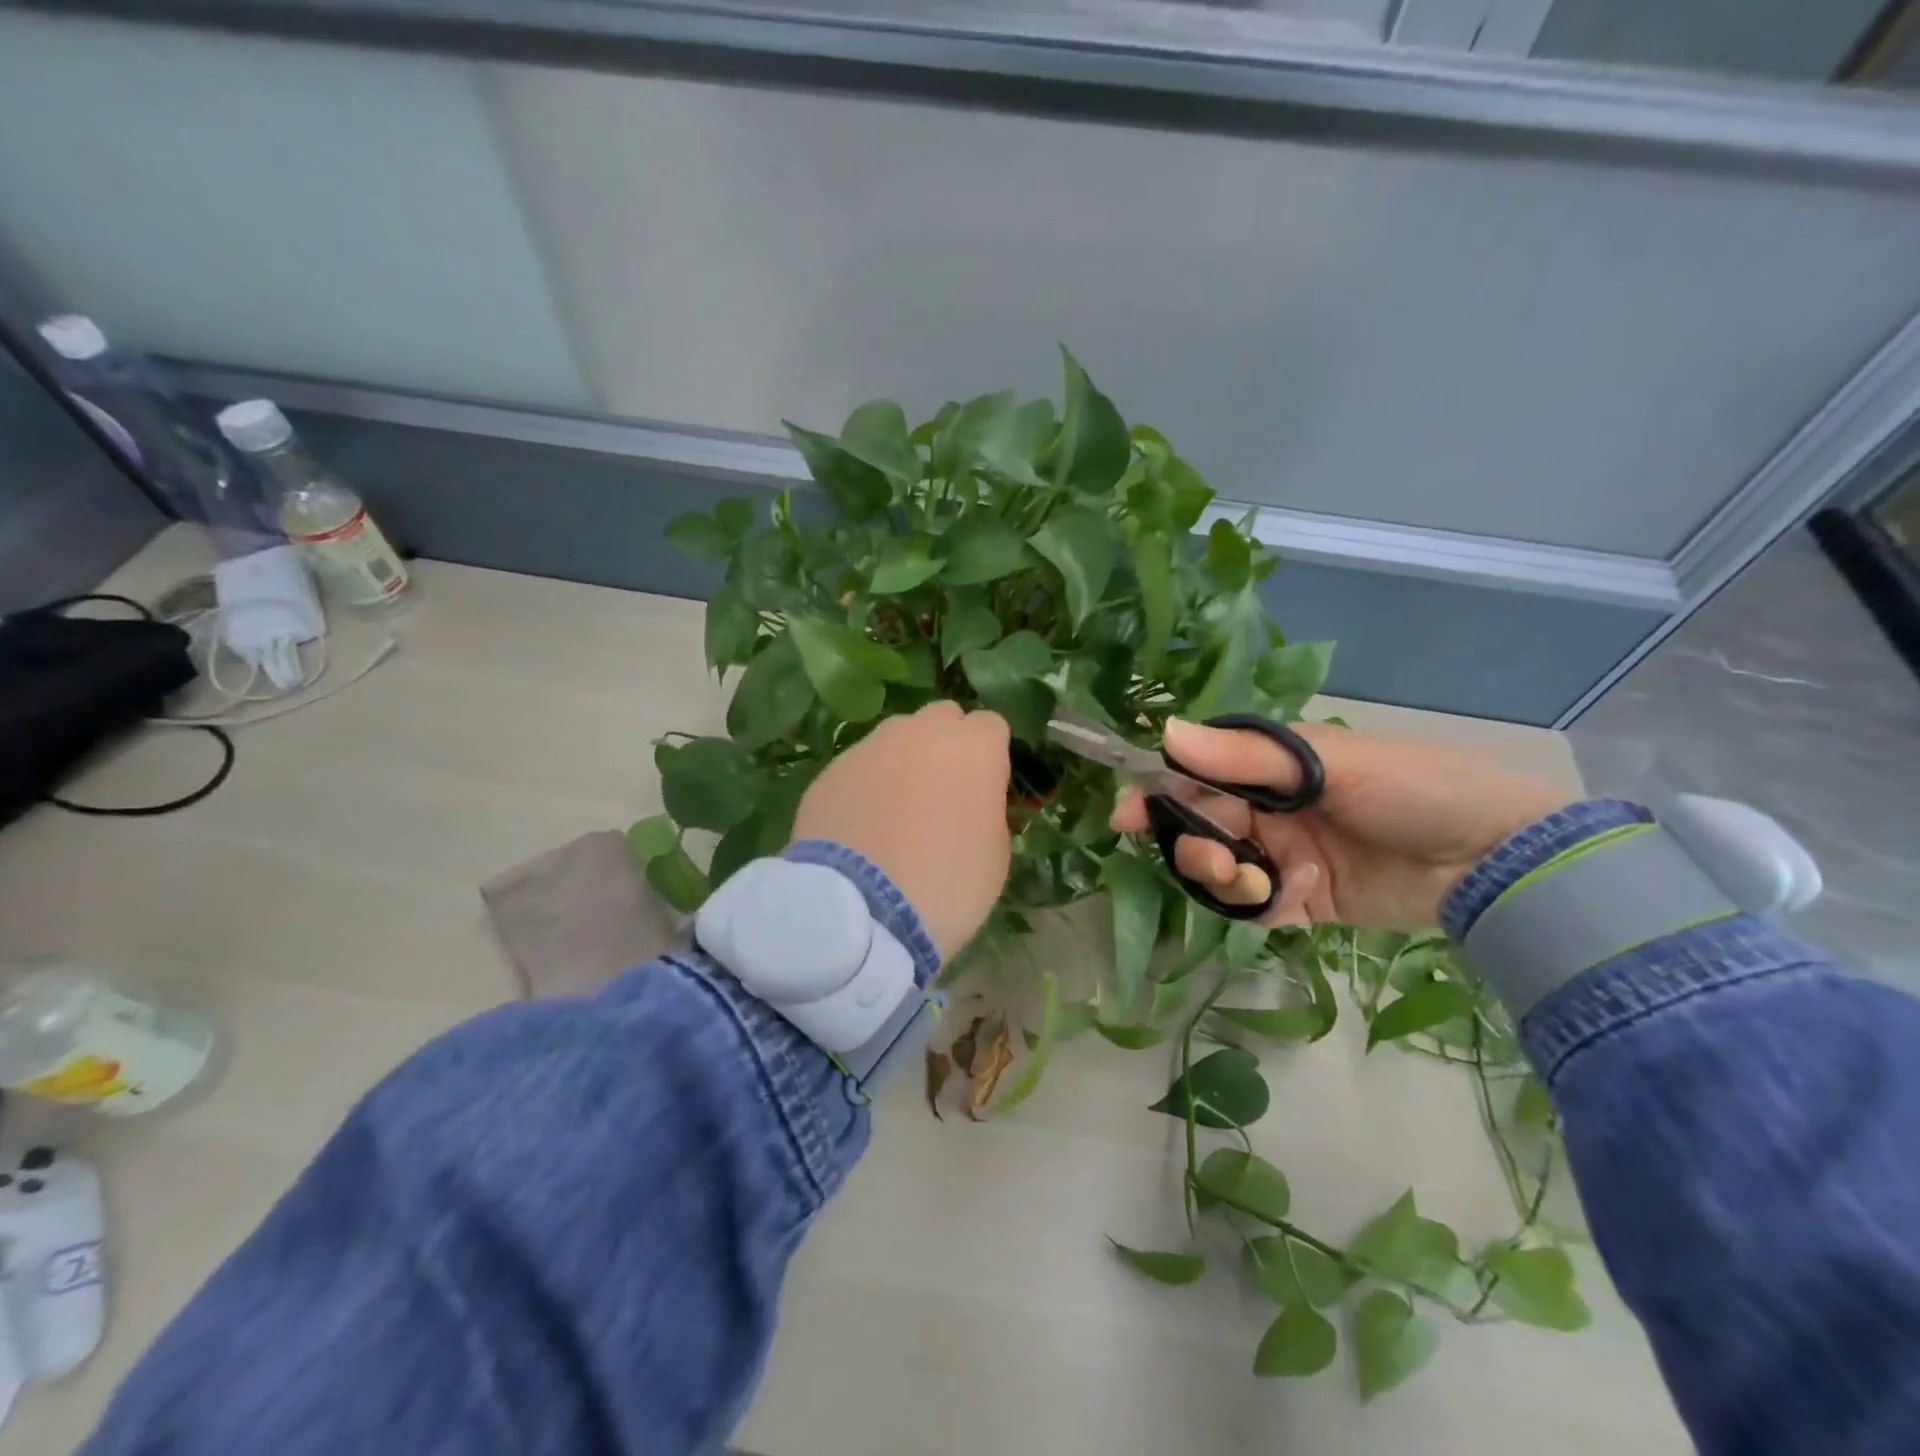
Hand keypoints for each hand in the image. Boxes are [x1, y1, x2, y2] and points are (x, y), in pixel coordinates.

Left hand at [792, 701, 1012, 959]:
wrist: (862, 912)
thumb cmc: (948, 886)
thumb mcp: (995, 854)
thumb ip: (987, 808)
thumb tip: (972, 798)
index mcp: (974, 748)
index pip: (990, 725)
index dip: (989, 753)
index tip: (983, 786)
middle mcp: (922, 732)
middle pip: (942, 718)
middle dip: (946, 743)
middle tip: (941, 789)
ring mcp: (871, 746)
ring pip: (897, 736)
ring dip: (904, 758)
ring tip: (895, 807)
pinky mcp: (832, 769)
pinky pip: (860, 765)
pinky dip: (867, 784)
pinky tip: (862, 824)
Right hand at [1112, 719, 1571, 929]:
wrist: (1499, 860)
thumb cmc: (1412, 787)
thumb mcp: (1327, 762)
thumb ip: (1243, 754)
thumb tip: (1164, 730)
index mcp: (1272, 766)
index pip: (1197, 774)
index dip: (1159, 792)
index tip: (1126, 815)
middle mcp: (1269, 807)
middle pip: (1201, 824)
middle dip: (1192, 842)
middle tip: (1208, 859)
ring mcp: (1284, 854)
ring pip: (1221, 867)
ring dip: (1219, 875)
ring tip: (1247, 880)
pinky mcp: (1302, 899)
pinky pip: (1255, 904)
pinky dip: (1254, 904)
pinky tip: (1280, 897)